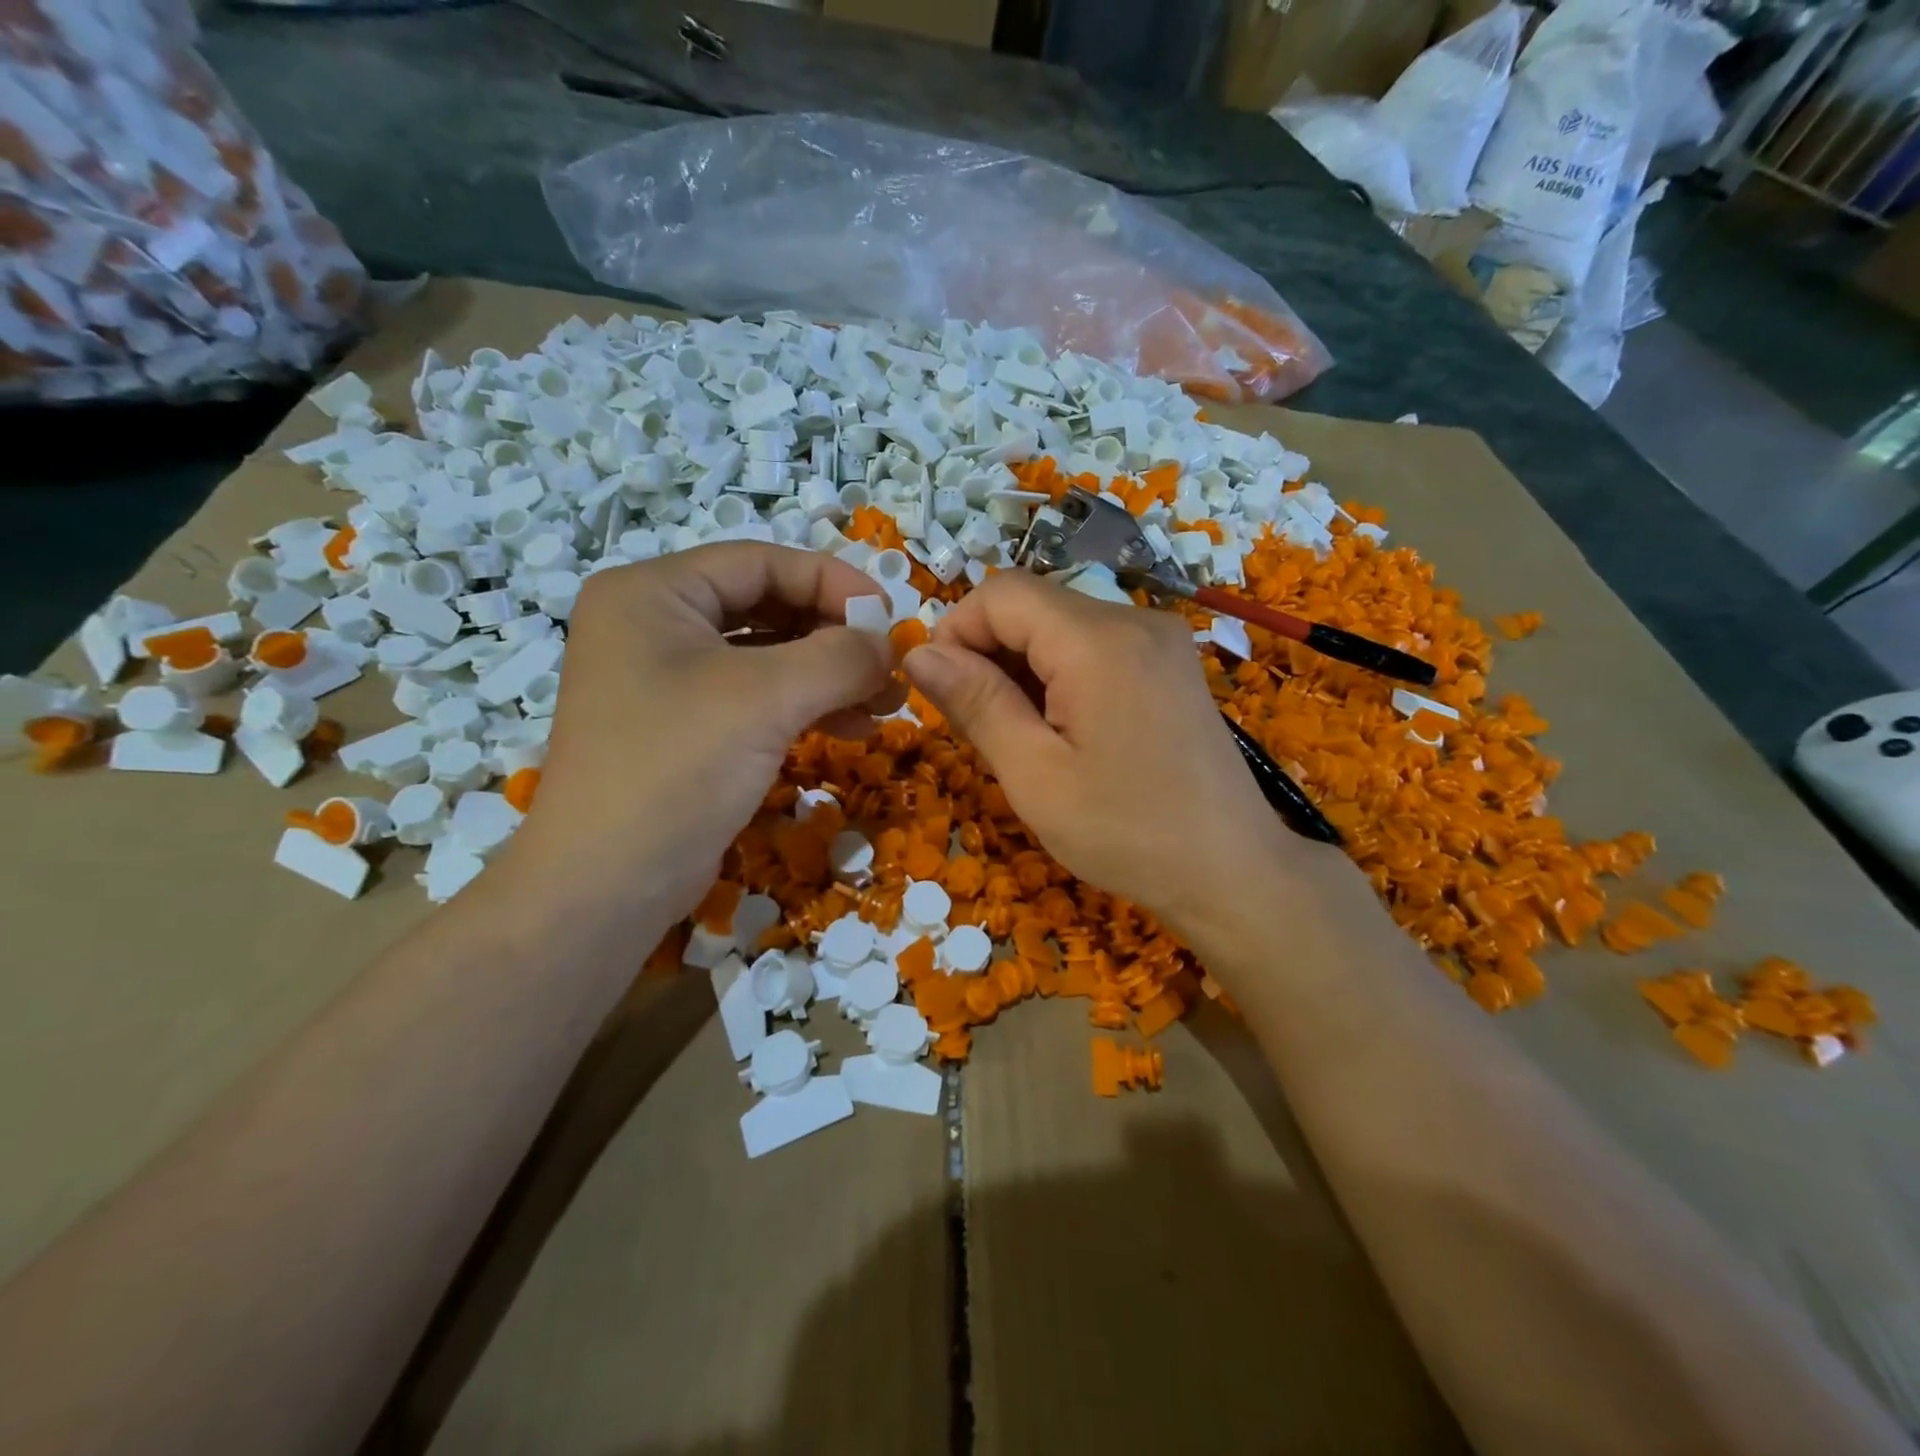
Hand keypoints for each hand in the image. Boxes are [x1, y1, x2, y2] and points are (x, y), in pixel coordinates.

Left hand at [505, 543, 894, 934]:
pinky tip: (852, 727)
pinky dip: (806, 706)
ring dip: (829, 674)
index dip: (833, 582)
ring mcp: (666, 680)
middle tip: (891, 666)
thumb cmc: (677, 769)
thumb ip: (839, 656)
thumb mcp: (766, 698)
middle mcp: (654, 625)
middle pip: (766, 606)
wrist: (605, 886)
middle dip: (835, 635)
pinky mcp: (684, 728)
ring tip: (886, 702)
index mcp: (653, 593)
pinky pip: (756, 697)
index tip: (890, 616)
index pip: (760, 562)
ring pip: (767, 656)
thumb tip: (889, 645)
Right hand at [903, 572, 1318, 938]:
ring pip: (1062, 624)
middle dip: (990, 652)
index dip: (957, 631)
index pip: (1001, 593)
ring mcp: (1160, 639)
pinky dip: (1061, 673)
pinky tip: (1064, 728)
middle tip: (983, 727)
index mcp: (1098, 641)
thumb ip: (976, 703)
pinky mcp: (1170, 663)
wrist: (1232, 870)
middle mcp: (1135, 620)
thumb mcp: (1035, 776)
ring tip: (1024, 736)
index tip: (944, 693)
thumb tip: (917, 652)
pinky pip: (1095, 645)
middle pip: (1033, 605)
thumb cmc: (1126, 834)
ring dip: (1024, 666)